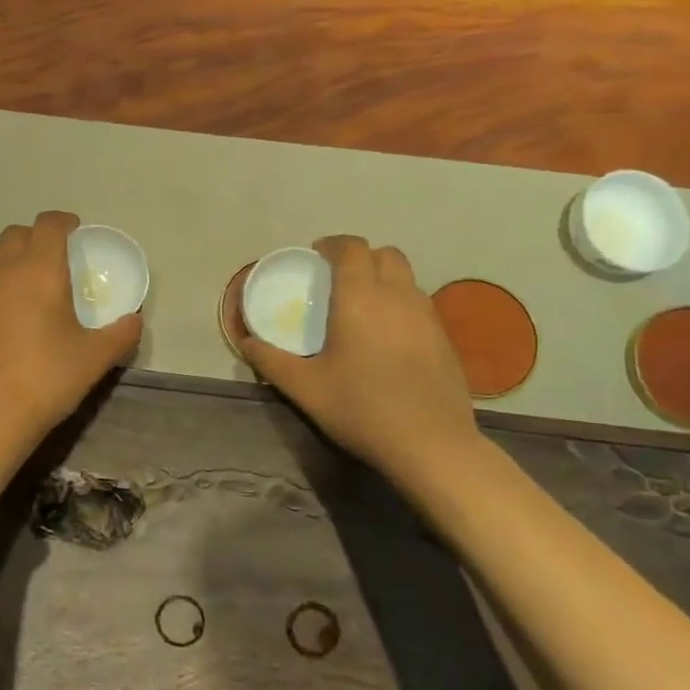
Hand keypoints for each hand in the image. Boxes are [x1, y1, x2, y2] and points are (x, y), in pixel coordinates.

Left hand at [0, 211, 141, 447]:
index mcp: (39, 270)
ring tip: (29, 280)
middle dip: (37, 236)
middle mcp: (4, 271)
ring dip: (12, 258)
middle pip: (16, 234)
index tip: (75, 229)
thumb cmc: (47, 378)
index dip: (63, 221)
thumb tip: (135, 320)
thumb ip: (121, 334)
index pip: (48, 225)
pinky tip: (6, 315)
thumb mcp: (95, 358)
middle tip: (54, 256)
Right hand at [236, 235, 479, 484]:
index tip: (315, 256)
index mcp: (360, 298)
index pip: (351, 248)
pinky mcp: (445, 339)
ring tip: (361, 307)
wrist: (430, 444)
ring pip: (406, 278)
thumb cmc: (360, 407)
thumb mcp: (303, 387)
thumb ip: (270, 360)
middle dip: (361, 257)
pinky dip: (400, 305)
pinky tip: (387, 338)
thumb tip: (245, 342)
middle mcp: (398, 296)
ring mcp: (427, 317)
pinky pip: (419, 304)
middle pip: (385, 254)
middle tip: (337, 279)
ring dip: (383, 279)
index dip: (333, 245)